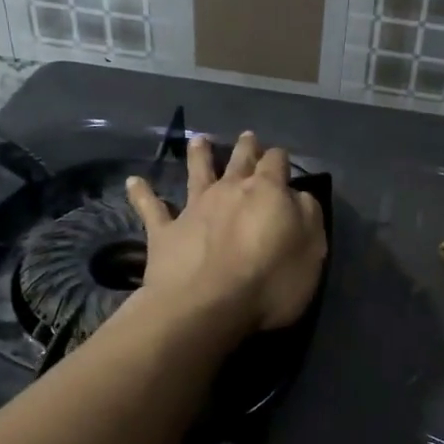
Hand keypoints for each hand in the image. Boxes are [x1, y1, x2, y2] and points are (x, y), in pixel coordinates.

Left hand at [126, 131, 326, 338]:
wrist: (207, 306)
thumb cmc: (269, 281)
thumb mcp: (311, 249)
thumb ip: (307, 216)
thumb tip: (298, 196)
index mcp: (267, 191)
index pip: (276, 163)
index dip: (280, 159)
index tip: (282, 159)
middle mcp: (229, 190)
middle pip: (239, 160)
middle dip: (246, 148)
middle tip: (248, 137)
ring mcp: (194, 208)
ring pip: (197, 173)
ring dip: (199, 155)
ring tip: (198, 140)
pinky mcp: (165, 232)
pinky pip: (151, 208)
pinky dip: (142, 194)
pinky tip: (133, 182)